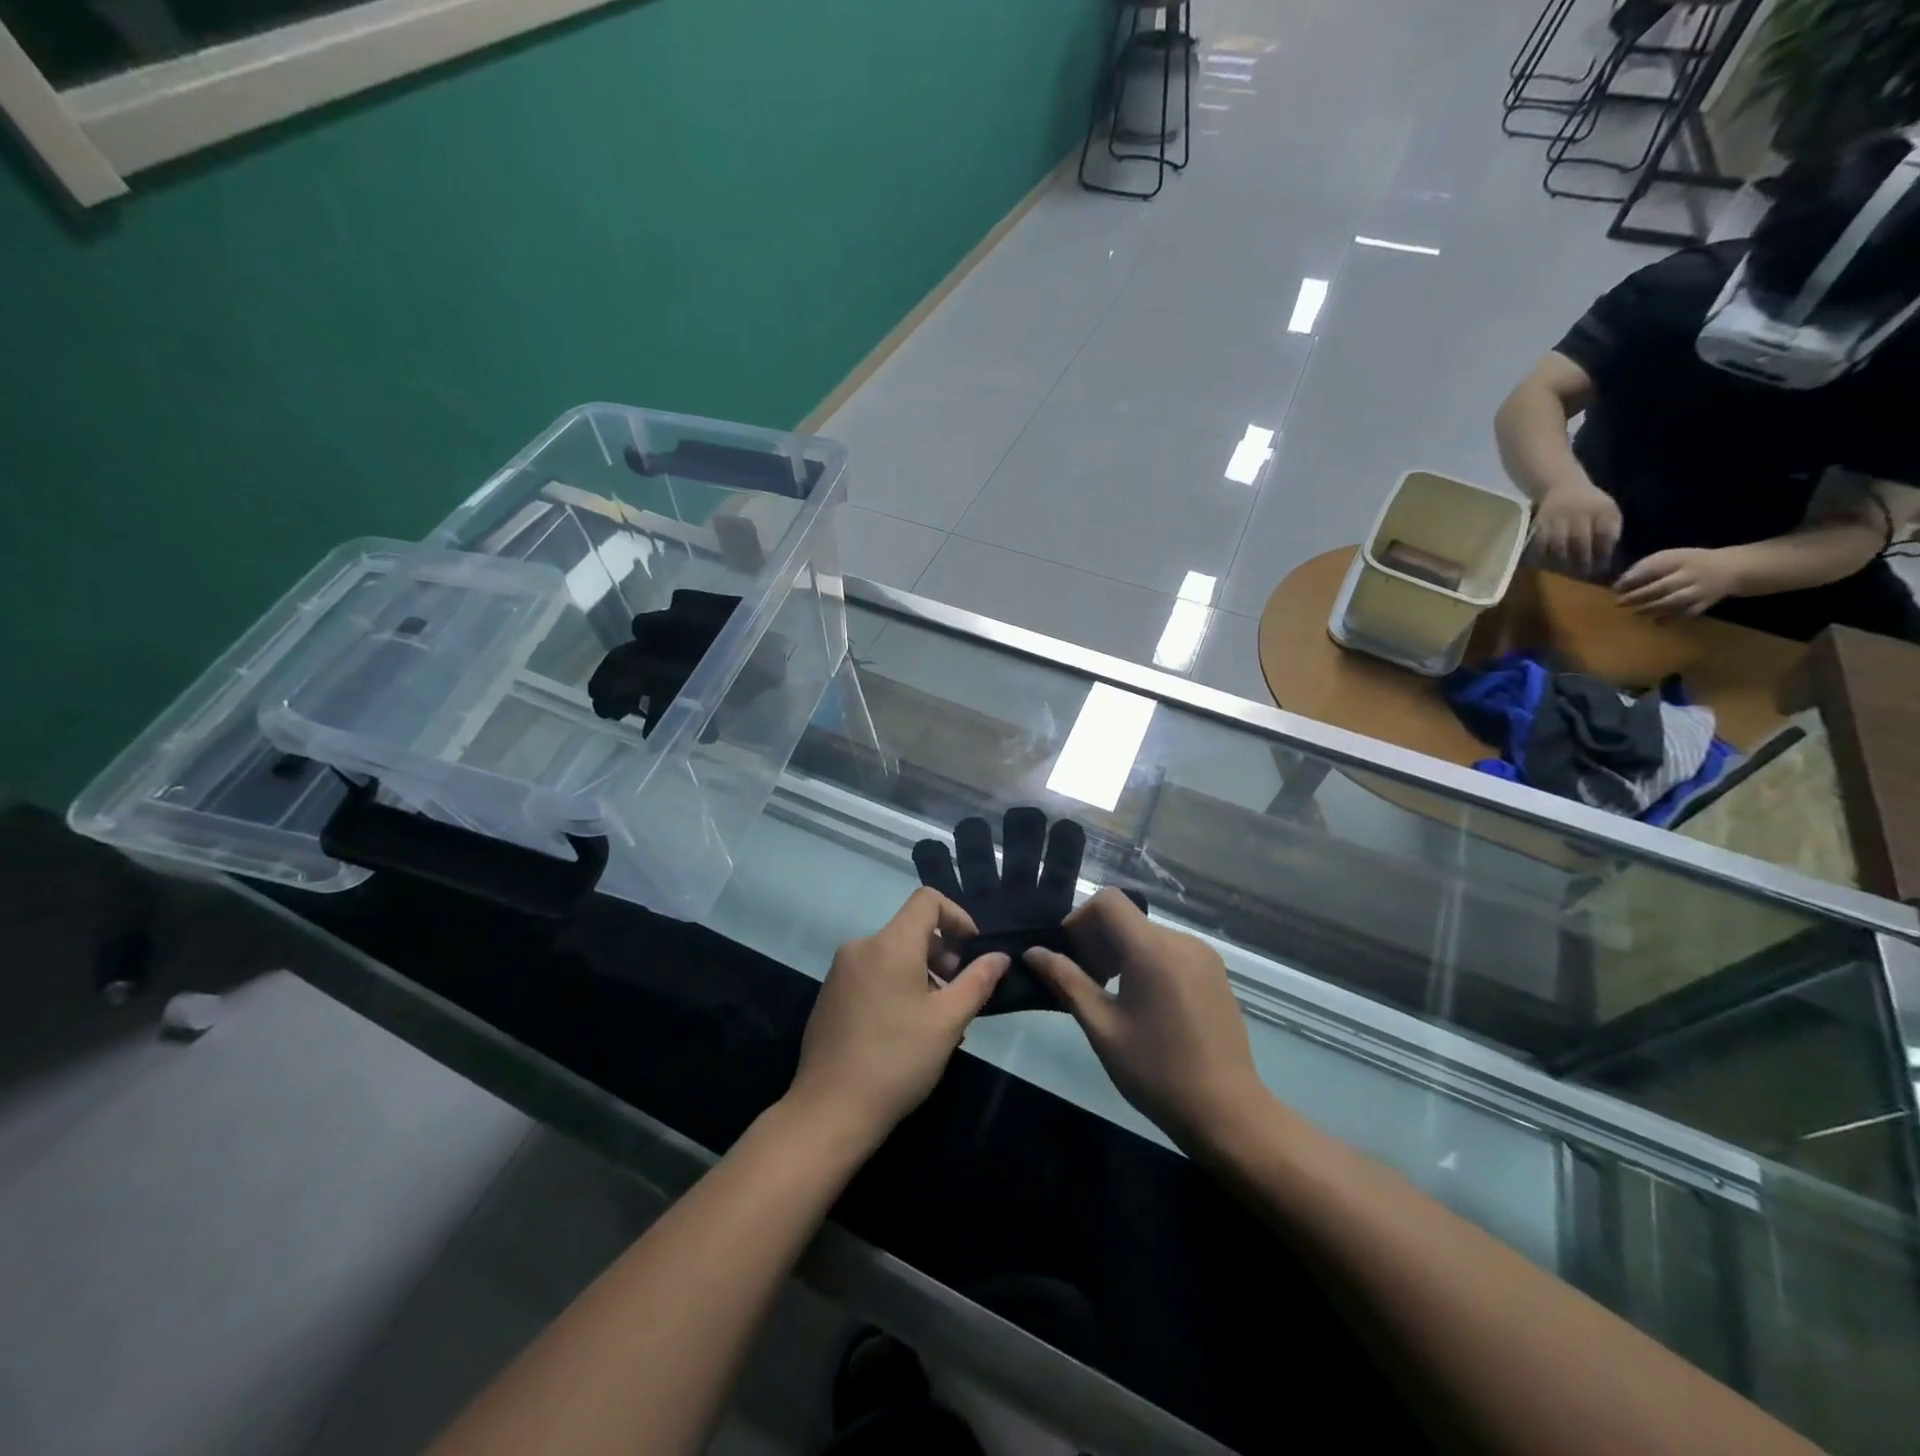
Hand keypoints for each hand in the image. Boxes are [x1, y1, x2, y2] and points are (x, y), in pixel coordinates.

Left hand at [786, 887, 1007, 1149]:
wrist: (829, 1110)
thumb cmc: (897, 1060)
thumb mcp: (948, 1021)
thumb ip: (977, 981)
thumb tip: (998, 956)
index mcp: (890, 943)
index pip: (927, 900)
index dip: (957, 916)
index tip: (972, 951)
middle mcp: (861, 946)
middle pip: (910, 928)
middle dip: (941, 952)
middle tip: (957, 993)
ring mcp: (840, 971)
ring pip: (891, 954)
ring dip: (920, 973)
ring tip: (935, 1018)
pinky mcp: (829, 995)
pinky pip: (871, 974)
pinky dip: (895, 985)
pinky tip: (904, 1030)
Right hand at [1024, 889, 1269, 1153]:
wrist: (1227, 1112)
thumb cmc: (1157, 1071)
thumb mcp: (1102, 1027)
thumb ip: (1066, 982)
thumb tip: (1033, 953)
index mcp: (1153, 949)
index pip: (1108, 901)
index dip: (1079, 919)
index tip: (1068, 956)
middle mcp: (1182, 941)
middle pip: (1127, 918)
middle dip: (1097, 941)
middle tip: (1084, 983)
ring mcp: (1203, 956)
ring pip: (1147, 935)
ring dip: (1120, 953)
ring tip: (1110, 997)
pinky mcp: (1215, 973)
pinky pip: (1169, 951)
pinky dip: (1146, 962)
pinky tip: (1144, 1005)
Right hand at [1531, 478, 1622, 578]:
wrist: (1561, 485)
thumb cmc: (1589, 502)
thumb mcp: (1607, 510)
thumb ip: (1610, 529)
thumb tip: (1606, 553)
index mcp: (1601, 510)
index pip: (1604, 534)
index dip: (1603, 553)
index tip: (1602, 567)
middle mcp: (1579, 513)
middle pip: (1579, 540)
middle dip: (1582, 559)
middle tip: (1583, 573)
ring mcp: (1557, 518)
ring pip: (1558, 543)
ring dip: (1562, 560)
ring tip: (1564, 570)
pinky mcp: (1539, 522)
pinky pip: (1539, 542)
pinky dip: (1542, 554)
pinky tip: (1545, 562)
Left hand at [1613, 547, 1741, 617]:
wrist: (1732, 568)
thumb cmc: (1688, 563)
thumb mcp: (1668, 557)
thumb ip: (1644, 568)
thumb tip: (1619, 584)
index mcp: (1679, 560)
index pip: (1653, 568)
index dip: (1632, 579)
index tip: (1616, 587)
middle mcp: (1691, 575)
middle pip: (1663, 586)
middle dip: (1638, 596)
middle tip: (1619, 603)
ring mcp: (1700, 590)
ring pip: (1675, 601)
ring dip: (1652, 608)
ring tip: (1635, 612)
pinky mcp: (1706, 603)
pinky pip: (1688, 613)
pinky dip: (1671, 618)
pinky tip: (1655, 622)